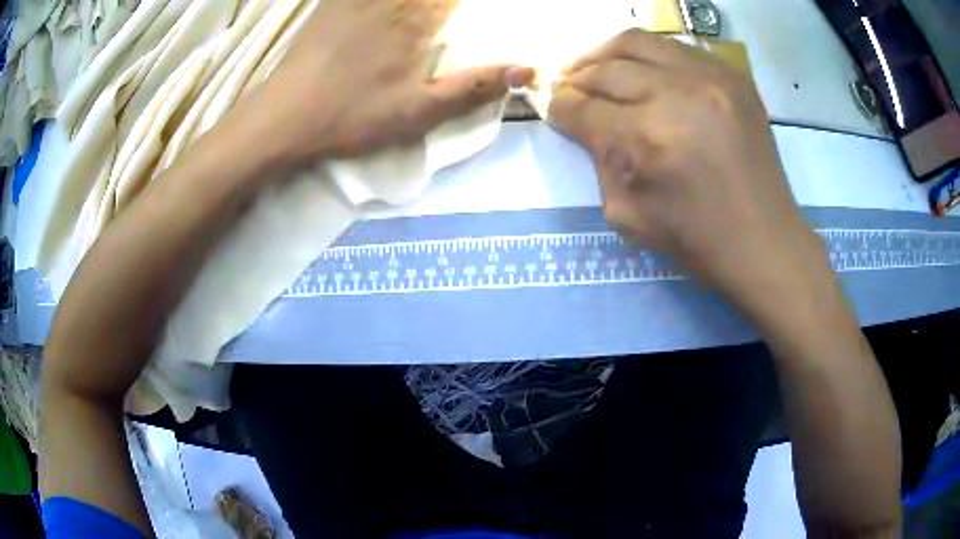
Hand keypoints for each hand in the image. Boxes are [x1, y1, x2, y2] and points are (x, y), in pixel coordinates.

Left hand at [261, 0, 533, 159]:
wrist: (286, 117)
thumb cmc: (353, 116)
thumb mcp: (419, 113)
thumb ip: (472, 88)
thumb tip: (528, 70)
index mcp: (418, 23)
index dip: (461, 3)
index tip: (463, 9)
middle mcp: (391, 2)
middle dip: (441, 1)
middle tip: (446, 9)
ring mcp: (357, 0)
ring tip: (426, 6)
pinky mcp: (329, 4)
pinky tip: (377, 7)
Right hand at [549, 30, 829, 318]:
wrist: (764, 241)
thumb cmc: (696, 240)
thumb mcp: (627, 213)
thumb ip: (598, 158)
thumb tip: (581, 120)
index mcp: (647, 138)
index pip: (583, 106)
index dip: (559, 106)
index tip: (552, 106)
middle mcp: (677, 95)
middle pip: (606, 67)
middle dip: (576, 77)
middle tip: (568, 87)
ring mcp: (711, 79)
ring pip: (638, 42)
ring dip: (606, 53)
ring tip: (596, 68)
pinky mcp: (733, 77)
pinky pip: (677, 48)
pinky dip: (650, 56)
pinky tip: (643, 72)